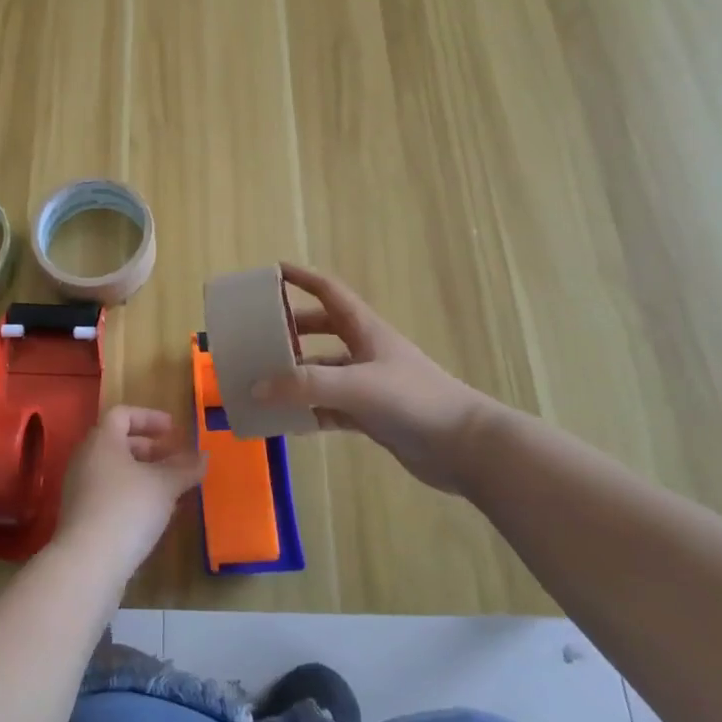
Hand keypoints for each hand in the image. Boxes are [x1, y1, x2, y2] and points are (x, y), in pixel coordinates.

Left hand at [55, 406, 207, 584]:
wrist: (87, 564)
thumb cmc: (127, 509)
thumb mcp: (164, 485)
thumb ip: (185, 468)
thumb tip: (204, 455)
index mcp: (101, 441)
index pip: (122, 414)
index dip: (149, 417)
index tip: (173, 430)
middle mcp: (86, 459)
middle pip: (118, 443)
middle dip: (150, 449)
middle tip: (175, 460)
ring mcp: (80, 489)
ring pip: (115, 471)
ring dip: (144, 475)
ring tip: (172, 490)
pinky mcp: (82, 517)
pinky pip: (110, 494)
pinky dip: (133, 496)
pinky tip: (155, 516)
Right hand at [254, 264, 516, 494]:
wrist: (465, 448)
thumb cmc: (414, 400)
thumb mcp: (356, 386)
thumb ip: (305, 386)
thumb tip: (256, 388)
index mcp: (365, 330)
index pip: (328, 292)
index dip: (301, 278)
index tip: (271, 273)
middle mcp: (365, 351)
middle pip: (321, 330)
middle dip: (290, 330)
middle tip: (257, 336)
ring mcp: (369, 384)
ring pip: (323, 372)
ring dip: (295, 376)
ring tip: (261, 383)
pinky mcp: (372, 415)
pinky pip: (330, 407)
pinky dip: (309, 411)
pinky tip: (287, 421)